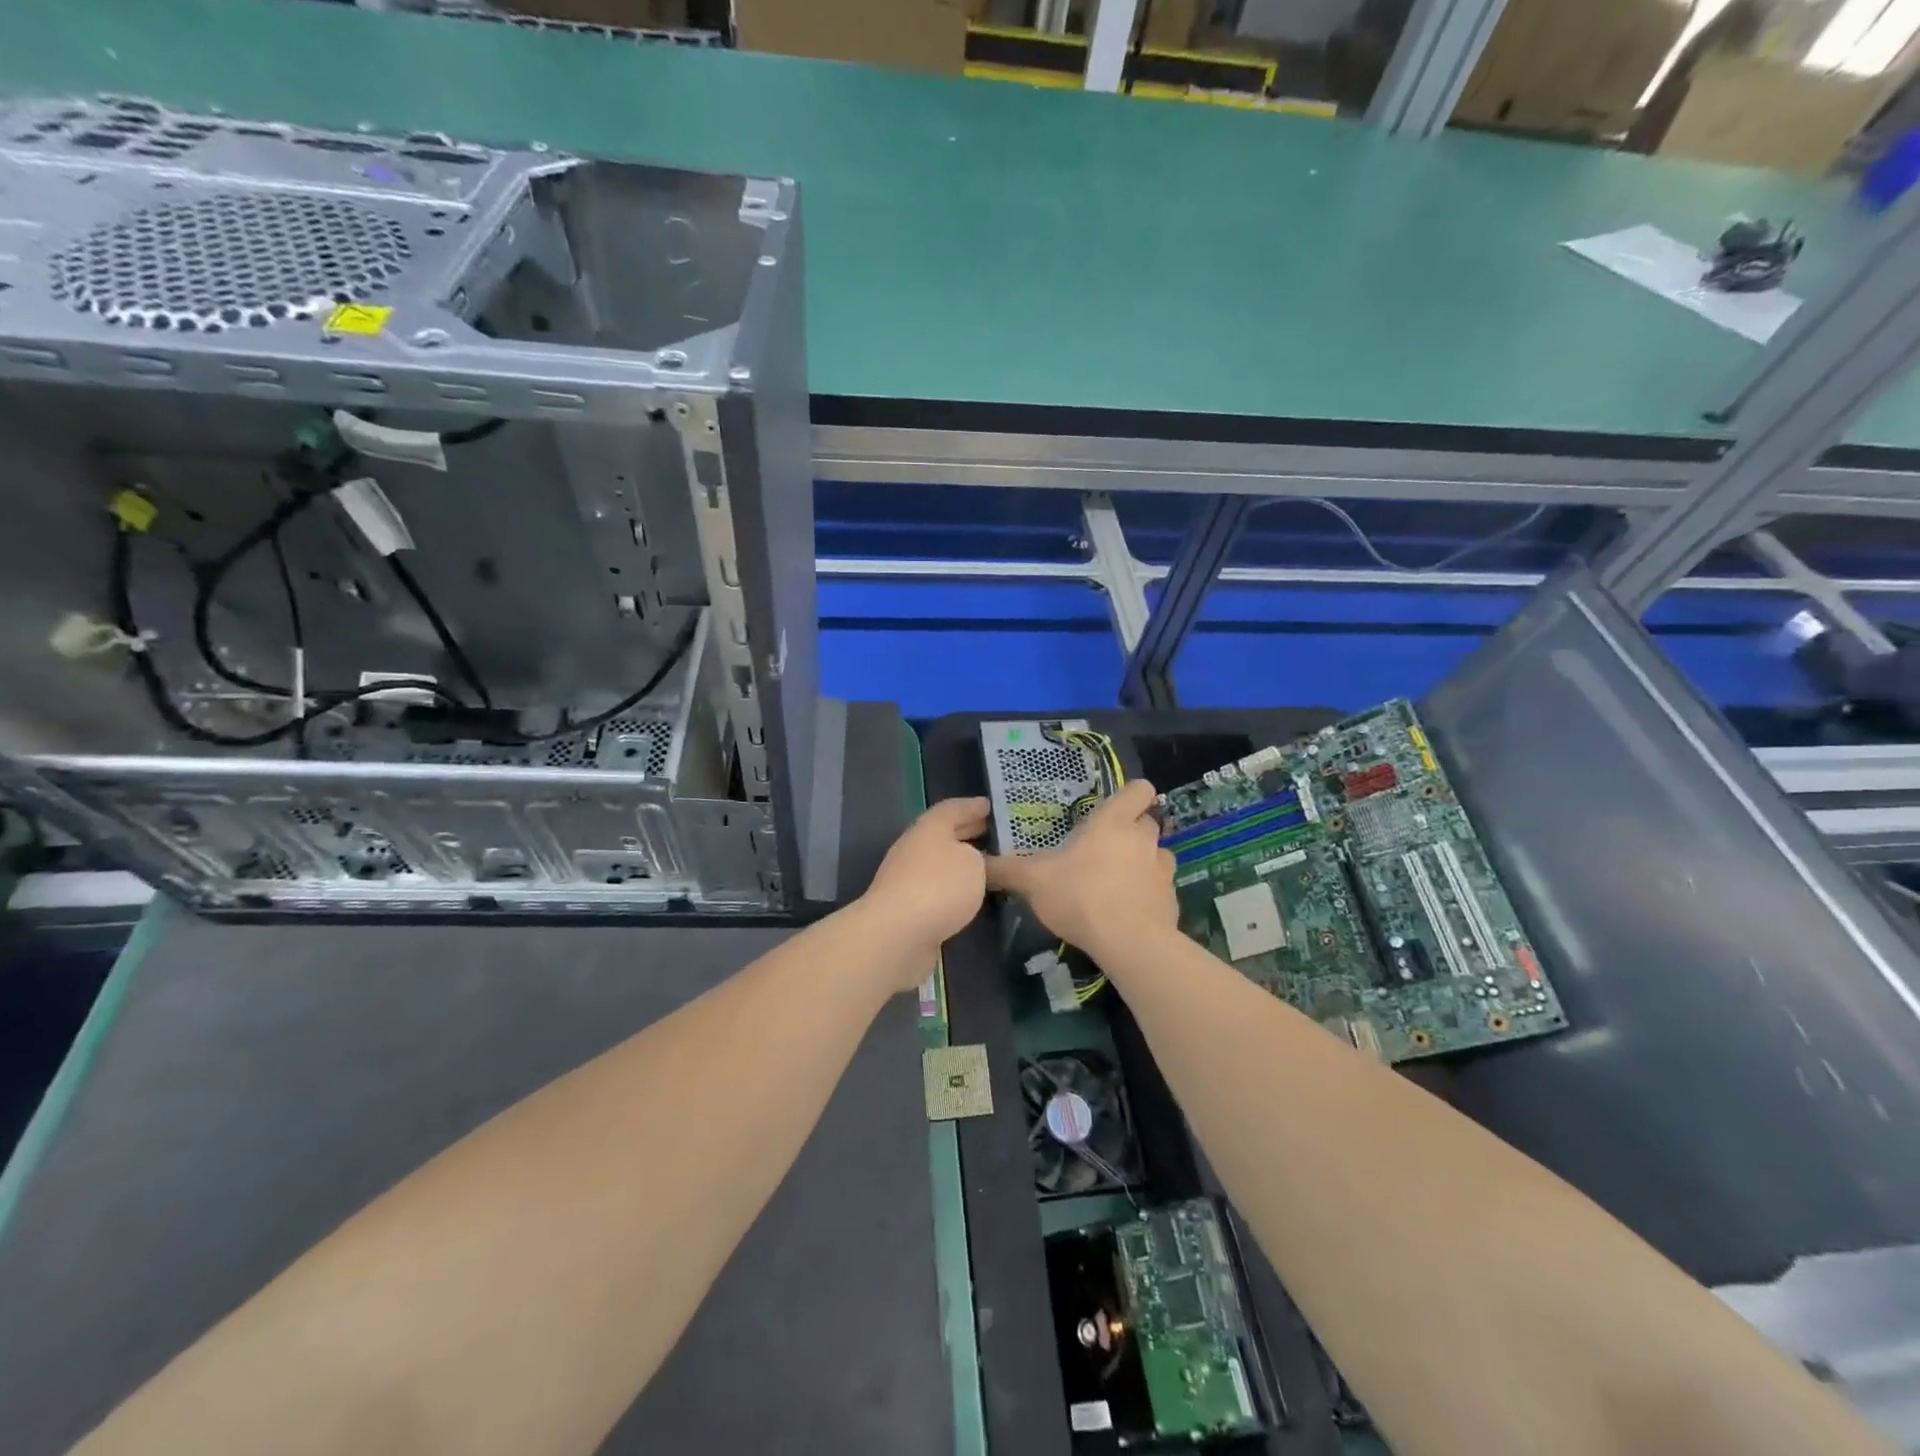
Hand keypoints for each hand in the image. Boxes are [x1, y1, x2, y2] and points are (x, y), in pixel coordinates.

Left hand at [856, 798, 990, 989]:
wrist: (896, 934)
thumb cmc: (939, 887)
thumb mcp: (972, 864)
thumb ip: (977, 857)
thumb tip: (969, 861)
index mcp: (929, 829)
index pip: (952, 809)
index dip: (971, 806)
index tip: (989, 805)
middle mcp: (914, 849)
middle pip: (942, 835)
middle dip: (966, 832)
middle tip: (991, 832)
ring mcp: (906, 879)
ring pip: (939, 863)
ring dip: (960, 862)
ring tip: (986, 865)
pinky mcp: (906, 908)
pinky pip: (936, 889)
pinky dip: (952, 888)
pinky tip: (968, 896)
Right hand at [984, 780, 1176, 960]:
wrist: (1130, 943)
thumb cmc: (1081, 896)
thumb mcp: (1033, 881)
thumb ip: (1006, 869)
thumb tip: (978, 862)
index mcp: (1113, 822)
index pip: (1139, 790)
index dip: (1132, 794)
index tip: (1115, 807)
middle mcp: (1143, 838)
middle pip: (1147, 821)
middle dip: (1131, 830)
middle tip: (1105, 847)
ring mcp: (1162, 869)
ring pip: (1157, 853)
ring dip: (1143, 861)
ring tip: (1119, 879)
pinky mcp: (1171, 899)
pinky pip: (1160, 887)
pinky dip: (1148, 893)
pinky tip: (1129, 909)